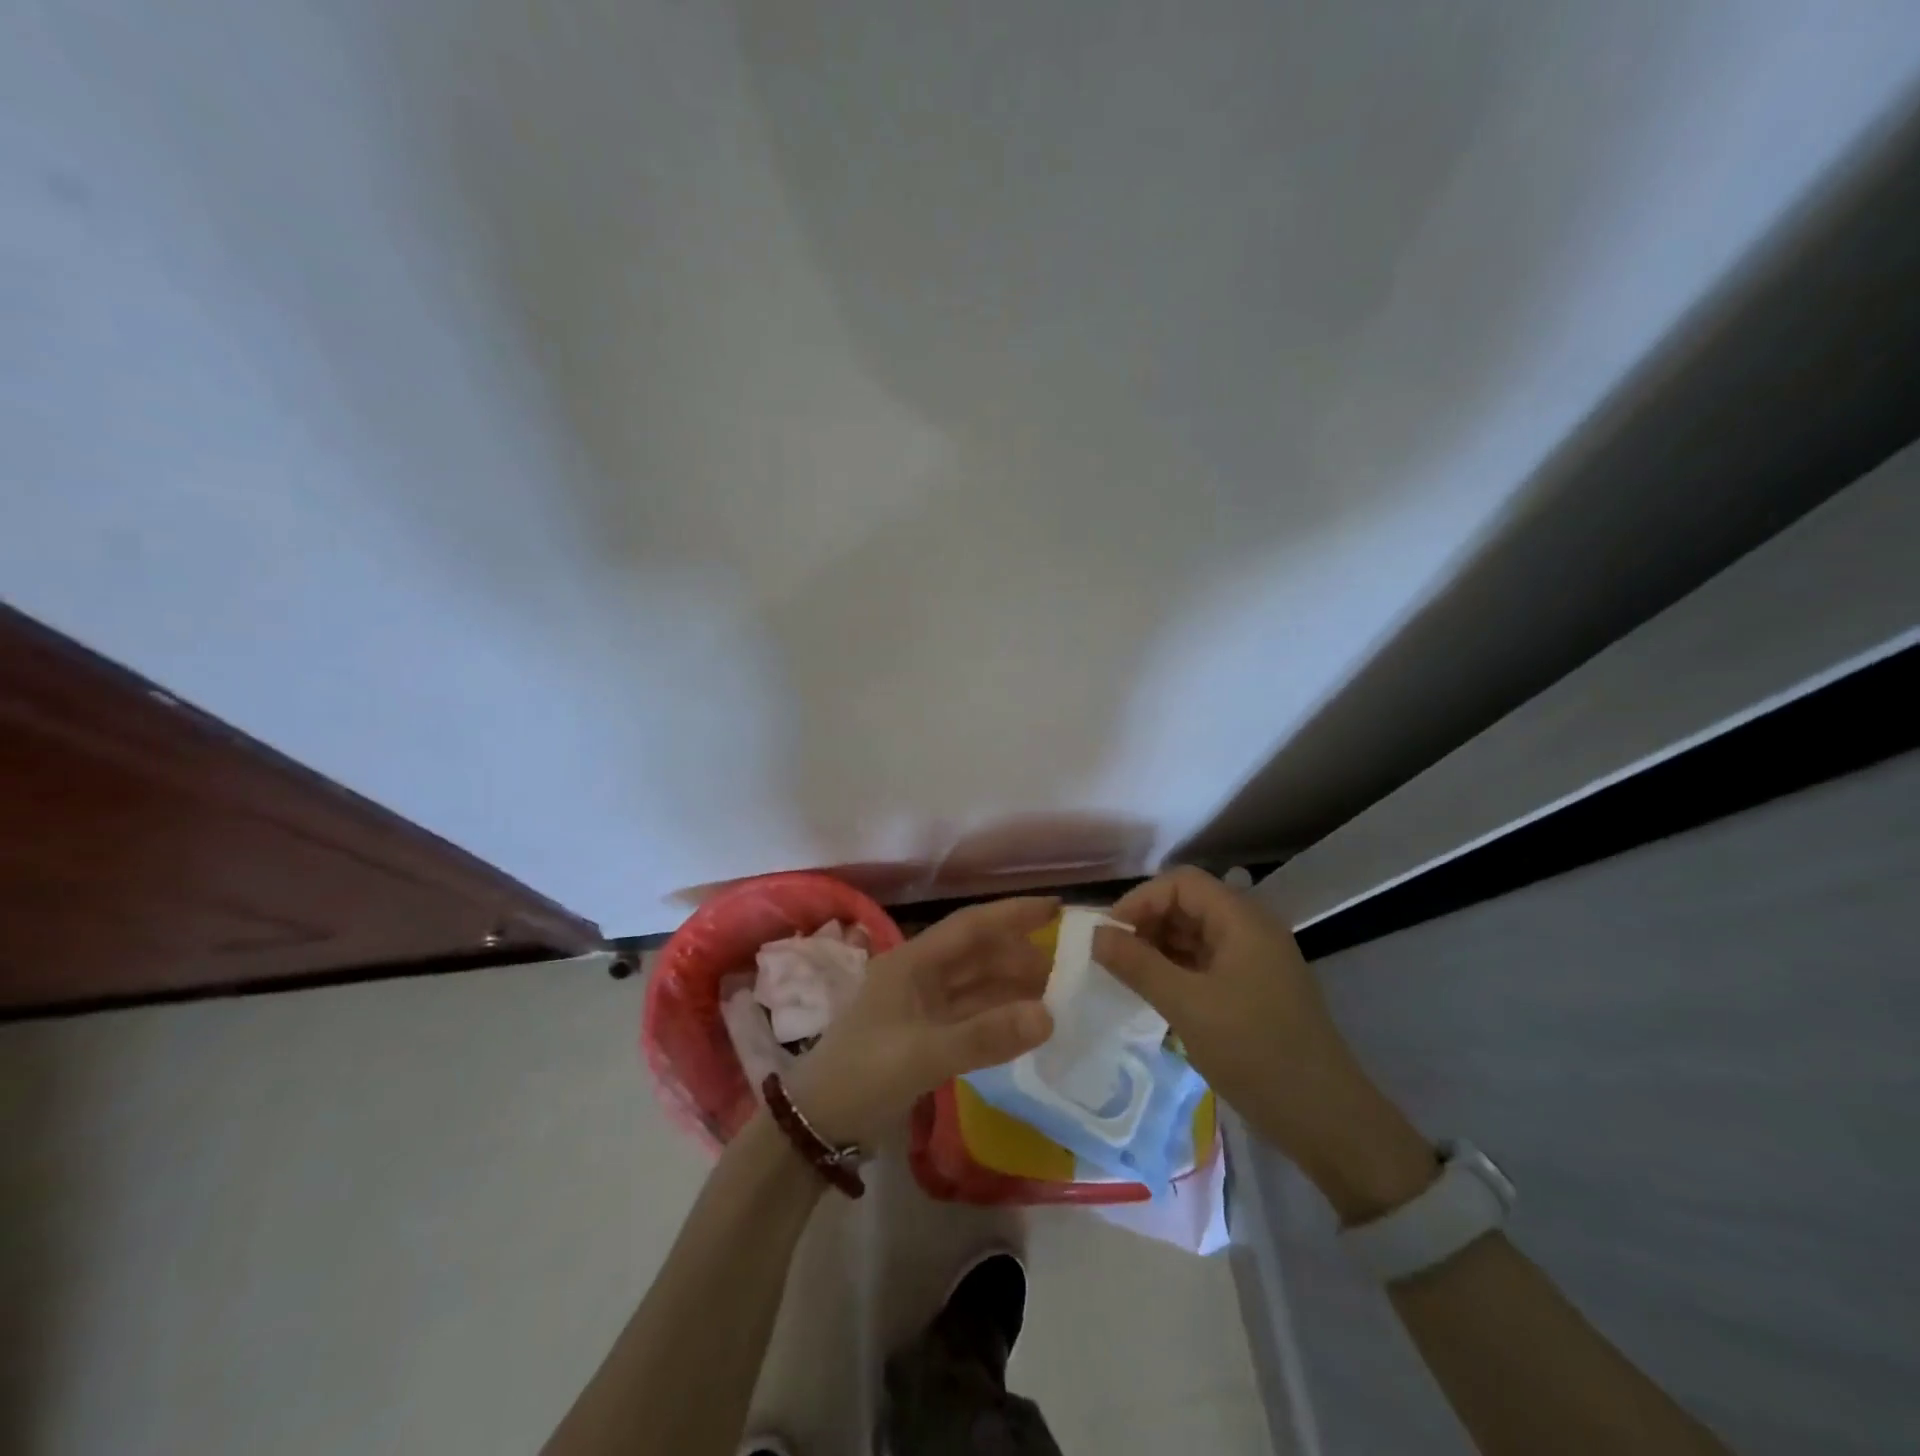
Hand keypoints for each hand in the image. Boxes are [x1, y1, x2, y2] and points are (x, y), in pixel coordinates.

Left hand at [786, 897, 1057, 1147]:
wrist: (819, 1122)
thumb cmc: (865, 1073)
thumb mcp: (924, 1053)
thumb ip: (985, 1036)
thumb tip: (1049, 1016)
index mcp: (913, 962)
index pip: (970, 926)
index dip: (1012, 914)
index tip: (1056, 909)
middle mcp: (919, 976)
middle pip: (978, 955)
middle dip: (1020, 956)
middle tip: (1069, 967)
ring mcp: (922, 1007)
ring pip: (976, 986)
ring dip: (1012, 988)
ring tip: (1057, 995)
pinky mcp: (925, 1036)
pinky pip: (971, 1016)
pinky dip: (998, 1017)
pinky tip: (1026, 1025)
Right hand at [1094, 869, 1434, 1220]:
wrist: (1326, 1119)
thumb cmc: (1254, 1051)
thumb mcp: (1187, 1006)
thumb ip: (1137, 965)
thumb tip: (1095, 935)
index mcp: (1242, 920)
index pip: (1181, 883)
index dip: (1140, 900)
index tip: (1109, 936)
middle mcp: (1250, 929)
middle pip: (1188, 904)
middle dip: (1146, 923)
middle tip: (1113, 958)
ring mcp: (1254, 960)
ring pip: (1195, 935)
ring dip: (1158, 948)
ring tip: (1127, 977)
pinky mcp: (1254, 989)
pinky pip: (1206, 963)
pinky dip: (1176, 970)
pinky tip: (1155, 993)